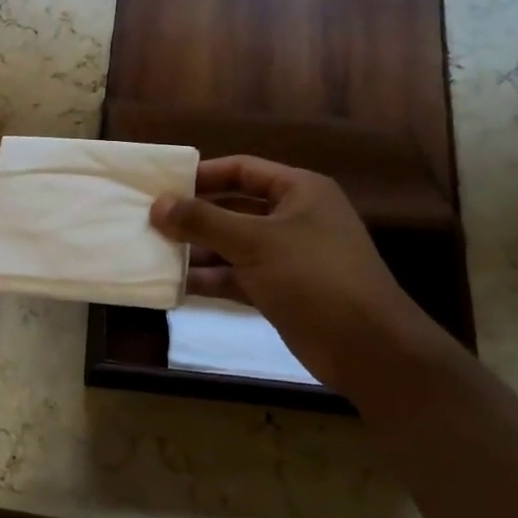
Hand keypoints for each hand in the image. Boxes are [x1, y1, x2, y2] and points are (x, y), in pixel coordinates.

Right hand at [150, 156, 431, 379]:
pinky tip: (176, 285)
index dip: (202, 175)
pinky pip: (238, 276)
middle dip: (194, 216)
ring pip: (233, 245)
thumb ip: (203, 221)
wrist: (367, 347)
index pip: (242, 170)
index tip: (161, 186)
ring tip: (153, 253)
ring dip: (198, 250)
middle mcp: (294, 218)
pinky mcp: (281, 290)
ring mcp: (288, 256)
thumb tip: (158, 204)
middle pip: (234, 208)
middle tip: (149, 222)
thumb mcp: (254, 242)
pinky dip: (211, 279)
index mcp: (298, 191)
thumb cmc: (313, 277)